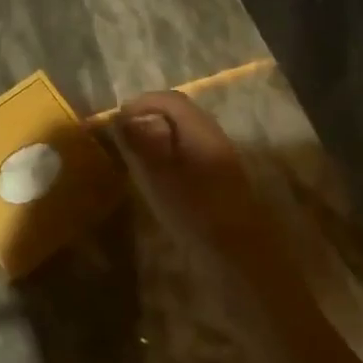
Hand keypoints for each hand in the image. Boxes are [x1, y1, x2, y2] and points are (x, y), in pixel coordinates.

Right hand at [115, 91, 263, 241]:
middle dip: (149, 118)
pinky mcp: (224, 181)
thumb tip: (122, 120)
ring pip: (186, 135)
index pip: (171, 100)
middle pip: (180, 114)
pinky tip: (161, 179)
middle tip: (124, 138)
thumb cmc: (198, 215)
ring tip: (137, 158)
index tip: (117, 120)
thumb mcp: (160, 179)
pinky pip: (193, 154)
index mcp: (201, 132)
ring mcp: (223, 160)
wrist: (244, 262)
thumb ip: (140, 145)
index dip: (141, 104)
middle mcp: (215, 138)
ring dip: (160, 138)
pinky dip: (171, 156)